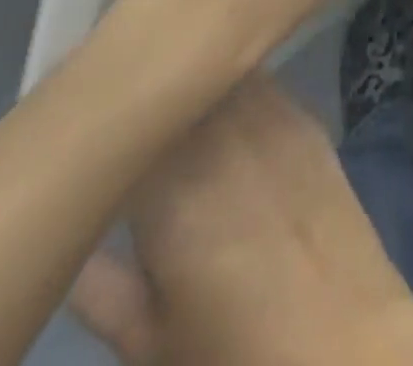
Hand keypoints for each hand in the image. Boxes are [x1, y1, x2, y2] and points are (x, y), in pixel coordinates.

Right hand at [72, 78, 412, 365]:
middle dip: (153, 99)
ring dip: (197, 84)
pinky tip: (225, 107)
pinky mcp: (310, 119)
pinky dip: (237, 87)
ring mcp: (275, 120)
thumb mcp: (151, 341)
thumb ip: (101, 289)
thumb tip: (68, 241)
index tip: (91, 134)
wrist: (343, 338)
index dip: (108, 126)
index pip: (128, 129)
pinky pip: (262, 84)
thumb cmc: (237, 354)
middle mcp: (226, 139)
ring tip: (174, 101)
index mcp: (173, 194)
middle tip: (130, 117)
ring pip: (224, 76)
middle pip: (180, 90)